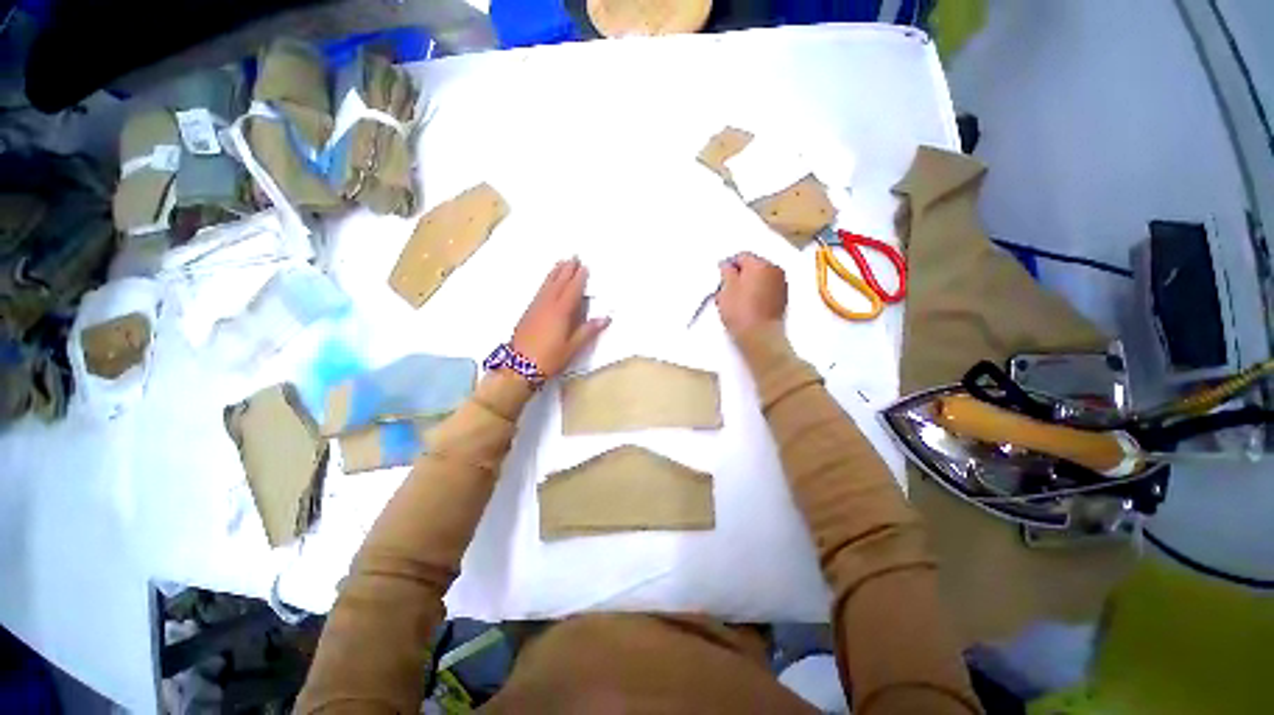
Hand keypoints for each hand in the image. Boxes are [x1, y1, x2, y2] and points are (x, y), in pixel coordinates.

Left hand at [511, 258, 609, 377]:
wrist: (519, 366)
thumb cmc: (549, 358)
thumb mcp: (572, 347)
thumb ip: (588, 331)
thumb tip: (606, 318)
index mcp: (561, 312)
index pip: (572, 290)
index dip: (579, 278)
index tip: (584, 266)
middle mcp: (548, 305)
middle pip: (559, 283)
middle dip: (567, 269)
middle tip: (573, 256)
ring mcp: (536, 307)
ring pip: (547, 285)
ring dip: (555, 272)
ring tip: (561, 262)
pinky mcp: (528, 312)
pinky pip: (539, 291)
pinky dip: (546, 282)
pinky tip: (547, 283)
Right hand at [716, 252, 787, 336]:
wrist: (760, 336)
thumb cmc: (740, 312)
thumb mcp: (726, 290)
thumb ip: (726, 273)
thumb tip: (727, 265)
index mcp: (760, 264)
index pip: (741, 256)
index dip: (728, 266)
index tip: (721, 279)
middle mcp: (774, 269)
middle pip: (753, 265)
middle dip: (741, 274)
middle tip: (728, 289)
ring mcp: (781, 283)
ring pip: (761, 276)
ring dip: (750, 282)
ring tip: (739, 298)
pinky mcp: (783, 297)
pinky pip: (767, 287)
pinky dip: (759, 291)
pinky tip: (750, 304)